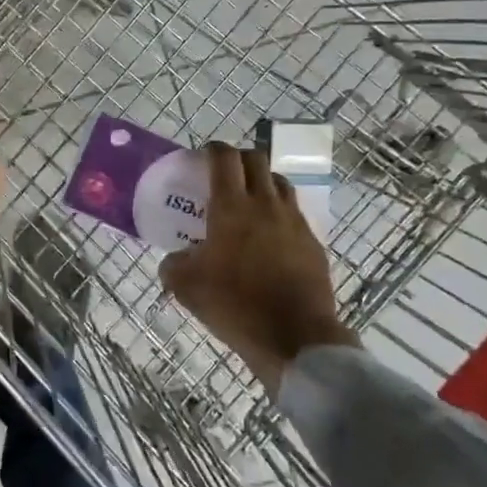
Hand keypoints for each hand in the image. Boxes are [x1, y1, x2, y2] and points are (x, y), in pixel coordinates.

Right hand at [160, 143, 353, 393]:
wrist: (295, 337)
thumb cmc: (235, 304)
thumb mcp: (186, 286)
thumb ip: (173, 264)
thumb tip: (175, 259)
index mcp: (232, 206)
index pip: (225, 158)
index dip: (213, 149)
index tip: (202, 155)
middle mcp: (266, 204)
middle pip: (257, 160)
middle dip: (239, 158)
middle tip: (224, 173)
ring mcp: (294, 222)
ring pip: (279, 183)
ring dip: (262, 181)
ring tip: (249, 199)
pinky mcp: (313, 243)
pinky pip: (294, 214)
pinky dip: (279, 212)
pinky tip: (269, 235)